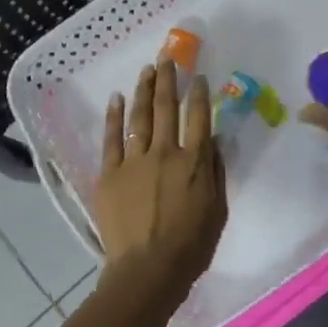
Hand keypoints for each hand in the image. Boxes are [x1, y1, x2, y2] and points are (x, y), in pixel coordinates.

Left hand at [96, 60, 227, 297]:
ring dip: (143, 90)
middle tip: (167, 58)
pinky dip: (114, 117)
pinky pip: (112, 139)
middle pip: (166, 108)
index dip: (198, 93)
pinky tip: (116, 98)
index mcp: (193, 161)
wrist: (147, 269)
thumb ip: (214, 171)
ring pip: (139, 117)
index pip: (198, 117)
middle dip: (168, 80)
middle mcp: (164, 152)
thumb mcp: (217, 209)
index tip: (197, 76)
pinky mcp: (110, 174)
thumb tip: (210, 140)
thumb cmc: (191, 245)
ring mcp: (134, 161)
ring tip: (147, 70)